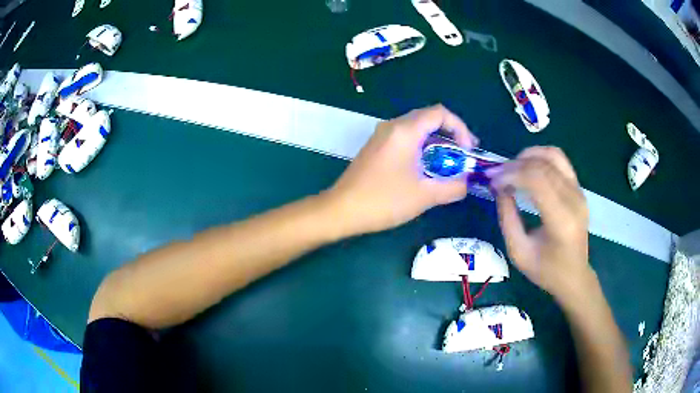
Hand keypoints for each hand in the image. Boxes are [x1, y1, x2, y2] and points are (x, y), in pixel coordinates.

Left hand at [325, 104, 477, 235]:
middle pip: (429, 118)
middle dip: (451, 133)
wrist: (341, 210)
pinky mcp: (376, 147)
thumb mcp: (424, 196)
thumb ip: (452, 187)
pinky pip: (405, 138)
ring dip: (437, 141)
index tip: (467, 150)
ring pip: (416, 128)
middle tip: (464, 154)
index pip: (440, 113)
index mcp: (405, 130)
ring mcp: (382, 136)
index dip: (460, 127)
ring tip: (450, 162)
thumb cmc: (383, 201)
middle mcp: (392, 126)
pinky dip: (422, 146)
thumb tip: (466, 183)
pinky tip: (427, 166)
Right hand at [486, 147, 594, 304]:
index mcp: (561, 220)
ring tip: (512, 168)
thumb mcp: (518, 251)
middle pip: (543, 165)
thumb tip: (499, 188)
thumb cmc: (546, 270)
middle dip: (515, 165)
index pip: (537, 180)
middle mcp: (574, 200)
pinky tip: (528, 167)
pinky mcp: (579, 189)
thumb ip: (507, 218)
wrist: (574, 276)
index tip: (493, 181)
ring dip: (529, 155)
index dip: (511, 174)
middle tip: (497, 175)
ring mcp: (579, 192)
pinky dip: (541, 157)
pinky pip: (560, 161)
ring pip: (553, 155)